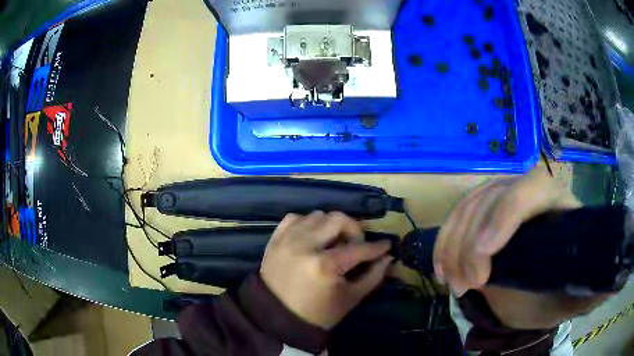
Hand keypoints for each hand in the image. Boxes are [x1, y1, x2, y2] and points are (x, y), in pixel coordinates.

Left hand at [261, 212, 393, 328]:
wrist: (277, 318)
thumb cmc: (318, 313)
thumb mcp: (350, 299)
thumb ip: (373, 277)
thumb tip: (387, 257)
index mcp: (325, 265)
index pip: (359, 248)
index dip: (377, 247)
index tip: (386, 245)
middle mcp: (305, 245)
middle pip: (338, 219)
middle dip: (354, 230)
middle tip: (356, 245)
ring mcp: (287, 240)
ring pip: (317, 215)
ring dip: (330, 226)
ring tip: (333, 243)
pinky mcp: (275, 240)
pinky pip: (295, 218)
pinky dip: (307, 223)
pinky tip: (312, 237)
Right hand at [434, 168, 610, 328]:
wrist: (536, 293)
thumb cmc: (556, 293)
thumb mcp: (572, 297)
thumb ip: (590, 291)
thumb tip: (610, 281)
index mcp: (558, 205)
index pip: (531, 189)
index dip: (506, 216)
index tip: (484, 259)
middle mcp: (530, 192)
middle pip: (493, 196)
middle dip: (471, 243)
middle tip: (465, 286)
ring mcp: (504, 198)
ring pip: (470, 204)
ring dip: (453, 244)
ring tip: (450, 282)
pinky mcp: (484, 211)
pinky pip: (458, 215)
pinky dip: (445, 240)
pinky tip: (441, 267)